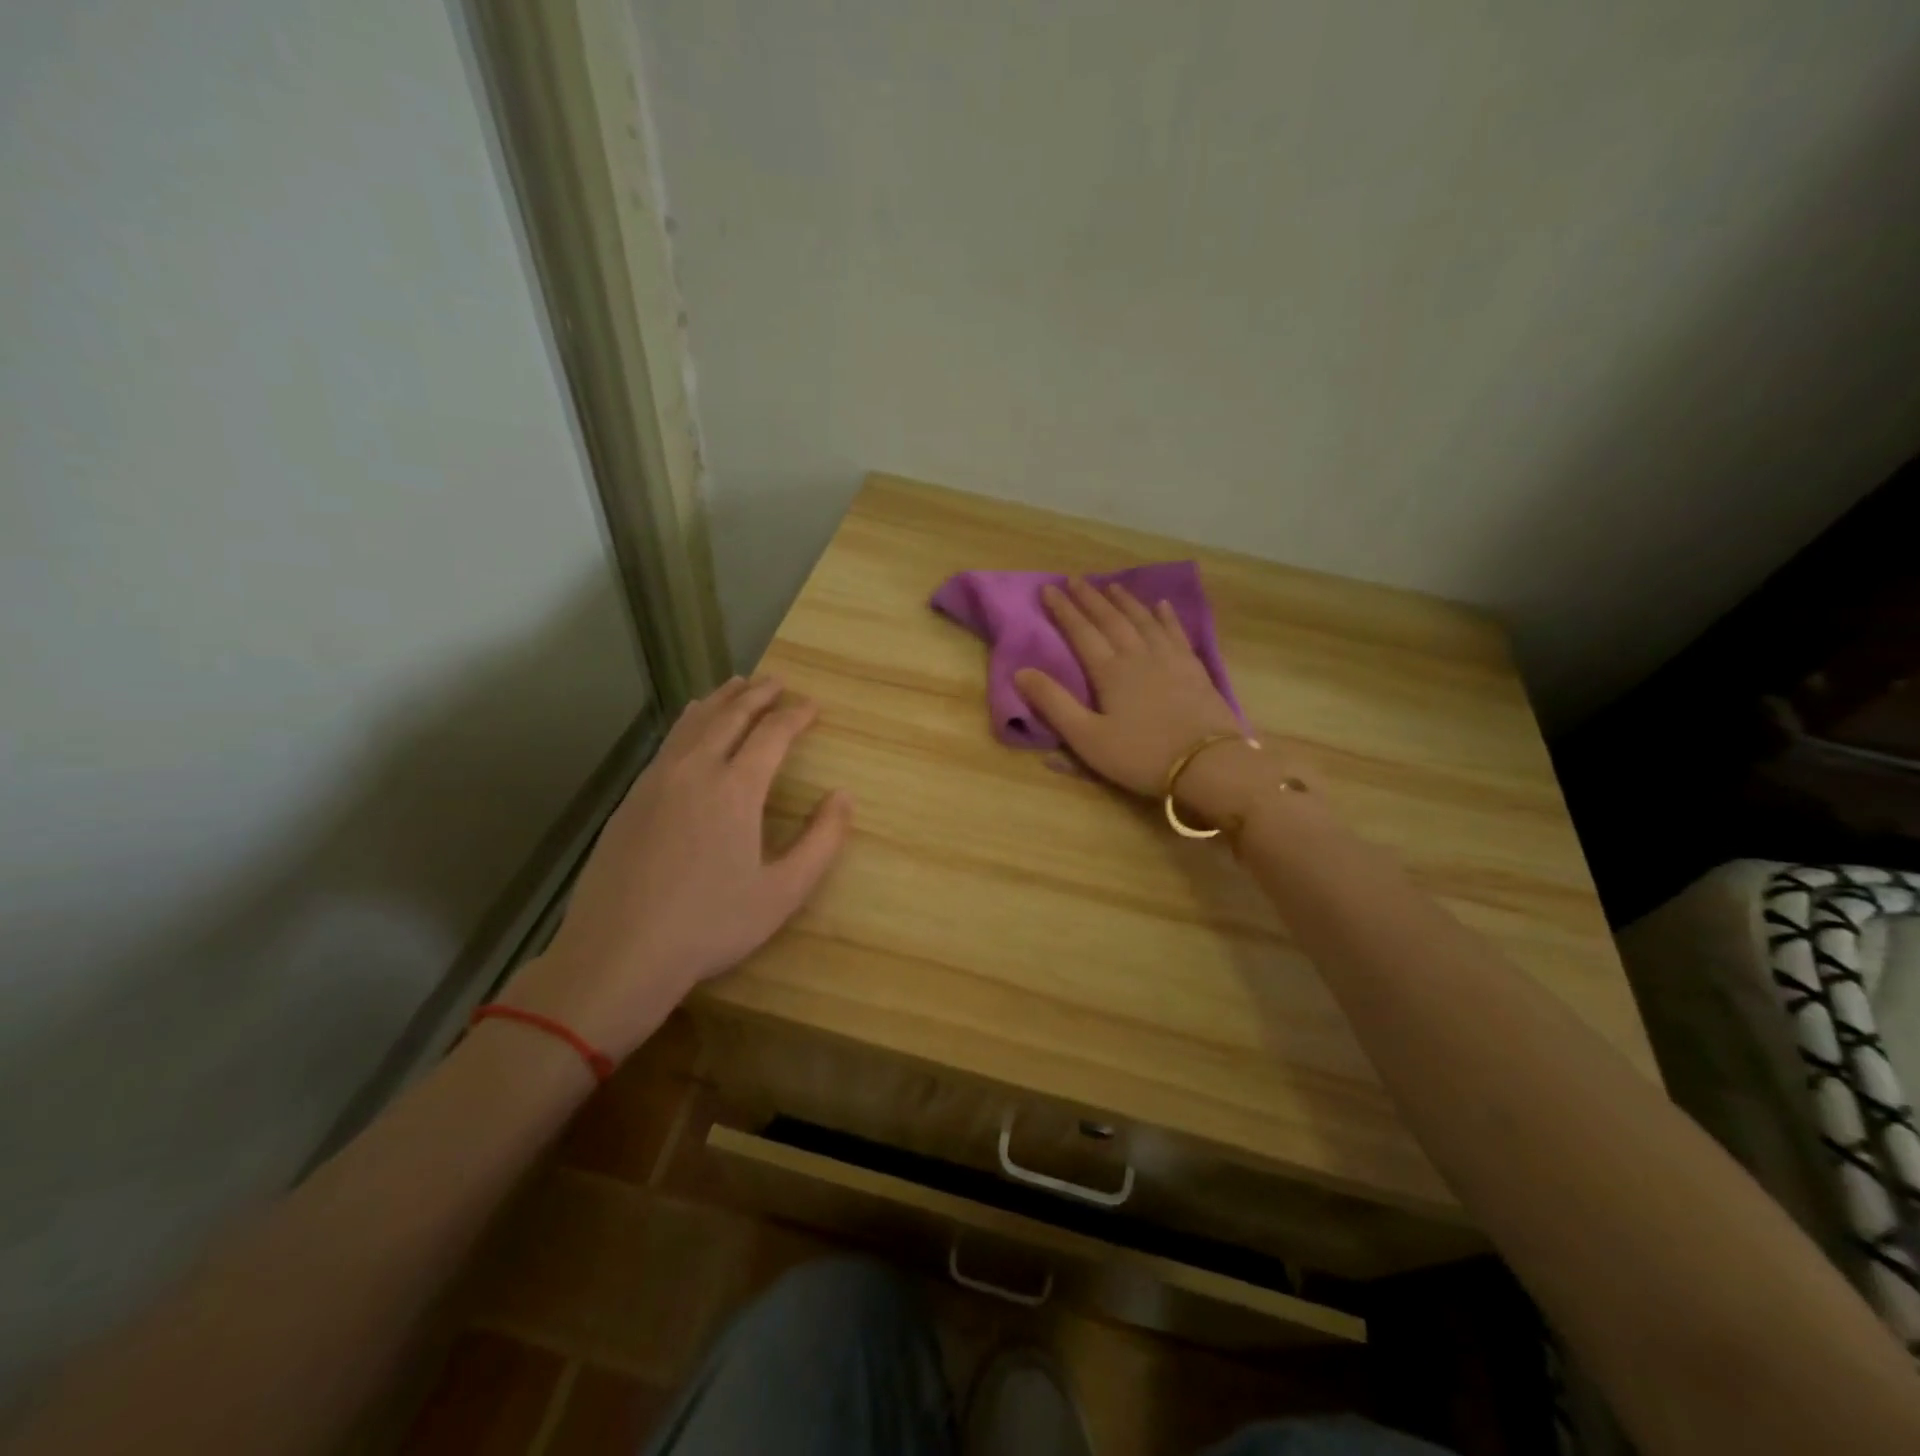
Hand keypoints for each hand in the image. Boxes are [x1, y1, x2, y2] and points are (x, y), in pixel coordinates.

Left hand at [501, 676, 851, 1062]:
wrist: (618, 953)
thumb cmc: (711, 925)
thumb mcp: (784, 892)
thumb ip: (822, 841)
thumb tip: (844, 796)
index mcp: (735, 789)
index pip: (772, 734)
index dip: (796, 715)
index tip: (813, 706)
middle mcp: (695, 771)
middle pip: (730, 716)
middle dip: (758, 694)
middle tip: (778, 680)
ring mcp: (656, 781)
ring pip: (693, 723)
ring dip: (721, 700)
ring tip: (738, 684)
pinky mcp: (631, 798)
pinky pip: (669, 743)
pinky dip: (690, 722)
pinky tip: (691, 725)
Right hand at [1014, 578, 1244, 795]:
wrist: (1208, 763)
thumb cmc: (1141, 755)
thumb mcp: (1087, 738)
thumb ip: (1054, 704)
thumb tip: (1021, 672)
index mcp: (1110, 671)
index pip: (1081, 632)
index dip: (1063, 610)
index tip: (1048, 588)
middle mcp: (1138, 655)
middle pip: (1111, 619)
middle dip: (1090, 598)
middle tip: (1075, 579)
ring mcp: (1170, 659)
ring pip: (1143, 620)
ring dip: (1125, 602)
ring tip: (1111, 585)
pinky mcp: (1194, 669)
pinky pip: (1176, 633)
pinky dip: (1166, 617)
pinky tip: (1161, 606)